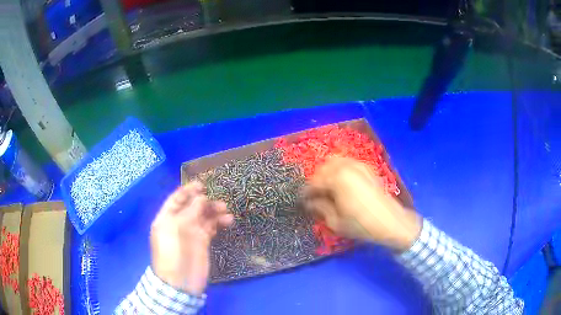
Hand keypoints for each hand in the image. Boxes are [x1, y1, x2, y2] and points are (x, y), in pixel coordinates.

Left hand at [150, 181, 233, 294]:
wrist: (180, 281)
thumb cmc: (173, 252)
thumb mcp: (178, 228)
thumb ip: (190, 212)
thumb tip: (202, 198)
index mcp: (167, 218)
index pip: (177, 199)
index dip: (188, 191)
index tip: (202, 185)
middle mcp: (179, 223)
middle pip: (192, 207)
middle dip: (205, 202)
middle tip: (219, 202)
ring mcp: (191, 233)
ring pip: (203, 216)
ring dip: (214, 212)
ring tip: (226, 211)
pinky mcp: (202, 242)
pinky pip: (210, 228)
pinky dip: (218, 223)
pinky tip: (227, 221)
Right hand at [303, 157, 420, 250]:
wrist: (390, 222)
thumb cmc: (361, 224)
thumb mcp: (336, 221)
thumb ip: (320, 208)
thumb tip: (310, 202)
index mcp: (337, 179)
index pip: (314, 182)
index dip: (306, 192)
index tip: (301, 200)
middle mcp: (346, 167)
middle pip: (323, 168)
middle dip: (316, 181)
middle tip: (313, 195)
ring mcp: (358, 165)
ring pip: (335, 162)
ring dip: (327, 173)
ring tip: (325, 188)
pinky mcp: (366, 168)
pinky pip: (347, 163)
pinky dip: (339, 169)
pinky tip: (340, 182)